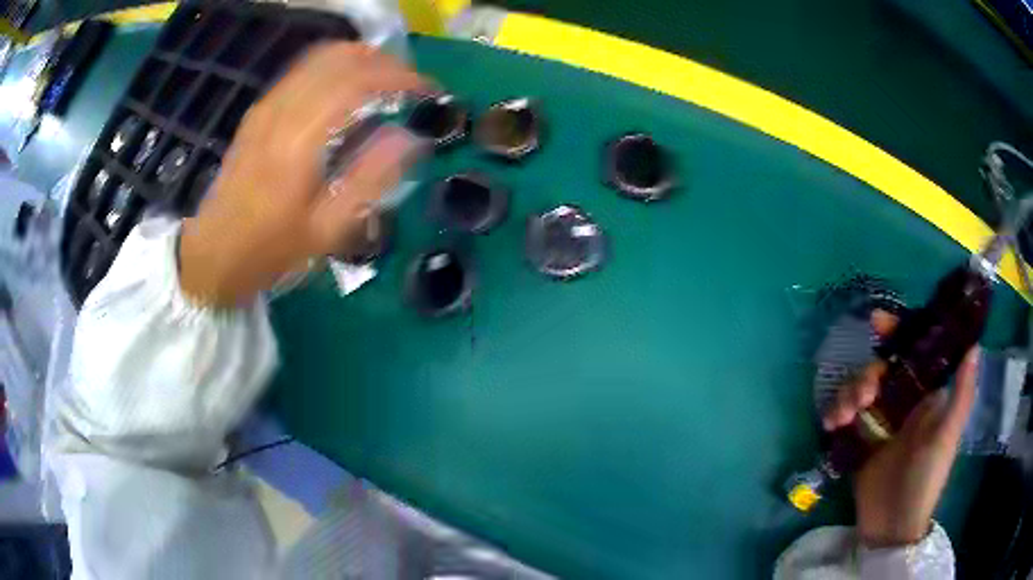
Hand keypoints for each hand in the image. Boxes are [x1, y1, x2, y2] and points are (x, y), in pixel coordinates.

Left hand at [179, 42, 428, 306]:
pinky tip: (348, 88)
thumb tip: (410, 138)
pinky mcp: (260, 110)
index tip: (428, 91)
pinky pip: (303, 70)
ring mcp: (267, 107)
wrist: (213, 254)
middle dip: (385, 62)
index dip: (400, 77)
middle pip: (340, 58)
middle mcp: (281, 111)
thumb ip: (370, 180)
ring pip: (321, 57)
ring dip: (361, 60)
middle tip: (411, 84)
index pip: (357, 82)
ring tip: (386, 81)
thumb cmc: (271, 249)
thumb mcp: (326, 231)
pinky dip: (336, 67)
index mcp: (298, 141)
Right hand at [822, 310, 978, 548]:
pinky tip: (831, 425)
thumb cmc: (926, 479)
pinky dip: (835, 414)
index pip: (912, 354)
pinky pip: (844, 417)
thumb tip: (974, 345)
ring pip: (859, 391)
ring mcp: (879, 424)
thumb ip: (962, 393)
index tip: (876, 321)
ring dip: (848, 394)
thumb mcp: (947, 436)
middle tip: (863, 398)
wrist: (891, 527)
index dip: (897, 333)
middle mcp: (902, 404)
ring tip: (842, 418)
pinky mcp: (859, 443)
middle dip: (867, 375)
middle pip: (880, 371)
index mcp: (925, 396)